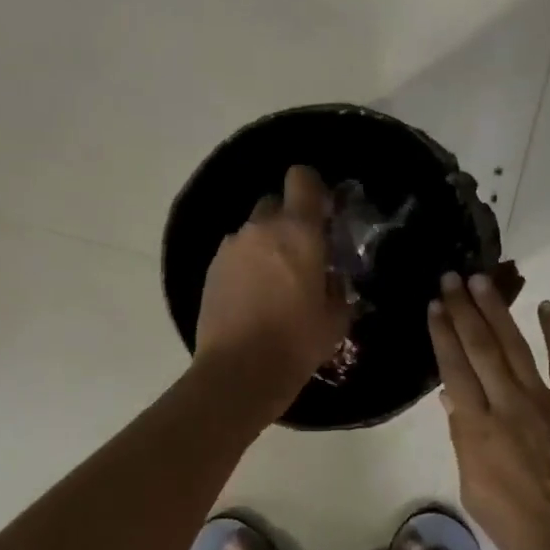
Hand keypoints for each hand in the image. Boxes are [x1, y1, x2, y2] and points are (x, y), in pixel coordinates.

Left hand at [196, 165, 351, 407]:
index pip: (301, 178)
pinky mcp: (211, 269)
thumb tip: (330, 277)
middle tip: (302, 254)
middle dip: (290, 220)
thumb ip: (337, 285)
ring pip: (254, 231)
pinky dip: (247, 265)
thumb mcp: (336, 317)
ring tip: (276, 282)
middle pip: (275, 203)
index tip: (323, 213)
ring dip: (267, 244)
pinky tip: (254, 297)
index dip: (313, 188)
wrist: (238, 372)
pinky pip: (236, 253)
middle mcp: (260, 228)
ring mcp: (231, 247)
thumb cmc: (297, 342)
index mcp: (298, 231)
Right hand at [427, 275, 549, 549]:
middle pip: (481, 348)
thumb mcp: (474, 491)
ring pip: (515, 346)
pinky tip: (546, 306)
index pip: (454, 369)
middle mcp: (508, 404)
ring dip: (497, 311)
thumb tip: (452, 400)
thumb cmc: (518, 526)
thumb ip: (463, 441)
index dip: (442, 335)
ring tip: (482, 281)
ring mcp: (544, 401)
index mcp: (478, 428)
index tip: (434, 306)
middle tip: (451, 278)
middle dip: (463, 310)